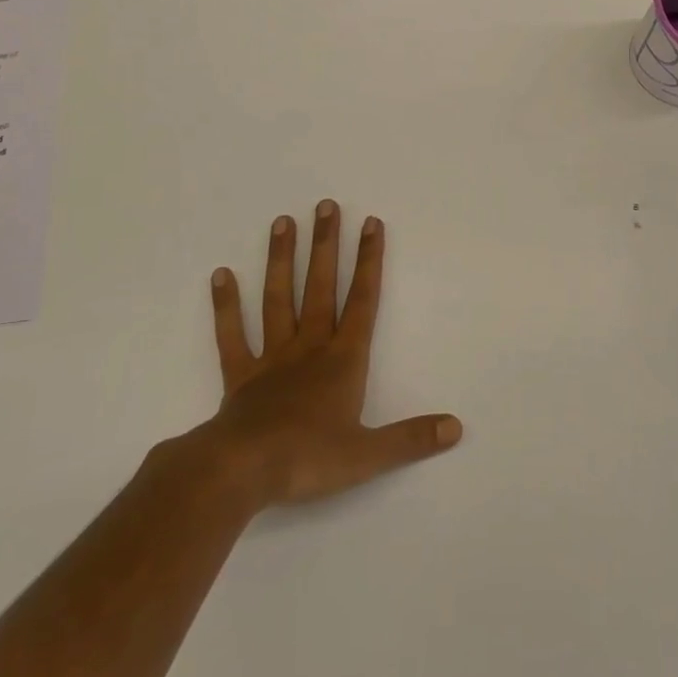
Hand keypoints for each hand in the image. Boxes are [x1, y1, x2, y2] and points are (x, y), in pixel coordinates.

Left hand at [202, 200, 461, 507]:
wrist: (241, 471)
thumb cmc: (308, 458)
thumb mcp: (368, 455)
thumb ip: (412, 438)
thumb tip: (456, 427)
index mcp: (343, 361)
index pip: (363, 301)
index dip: (370, 261)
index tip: (371, 223)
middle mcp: (309, 348)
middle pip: (320, 287)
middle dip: (327, 246)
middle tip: (326, 205)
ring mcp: (271, 358)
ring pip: (278, 299)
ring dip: (282, 260)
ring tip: (283, 222)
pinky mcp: (239, 376)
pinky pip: (232, 335)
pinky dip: (226, 306)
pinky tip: (221, 274)